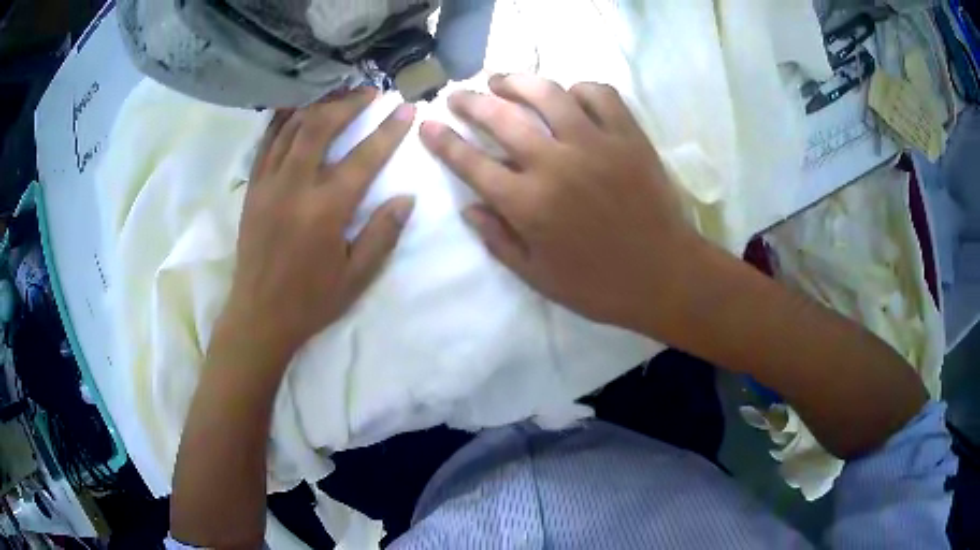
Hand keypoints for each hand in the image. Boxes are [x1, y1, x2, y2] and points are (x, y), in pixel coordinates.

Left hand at [219, 89, 416, 365]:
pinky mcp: (252, 188)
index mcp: (325, 210)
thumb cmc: (310, 301)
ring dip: (318, 104)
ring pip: (291, 127)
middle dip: (349, 102)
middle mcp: (294, 187)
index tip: (405, 108)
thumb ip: (382, 234)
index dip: (389, 130)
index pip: (364, 157)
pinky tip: (297, 109)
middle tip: (371, 92)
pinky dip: (284, 120)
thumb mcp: (356, 276)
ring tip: (338, 92)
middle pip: (320, 126)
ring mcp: (267, 184)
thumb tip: (406, 197)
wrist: (258, 316)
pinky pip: (267, 142)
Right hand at [421, 75, 705, 335]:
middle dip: (470, 102)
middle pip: (501, 117)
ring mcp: (595, 144)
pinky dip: (580, 89)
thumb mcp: (538, 277)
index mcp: (528, 204)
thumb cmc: (599, 285)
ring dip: (517, 81)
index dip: (443, 142)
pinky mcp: (629, 136)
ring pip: (548, 93)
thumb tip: (468, 208)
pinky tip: (570, 96)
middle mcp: (555, 164)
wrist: (664, 276)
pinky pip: (601, 95)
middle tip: (458, 95)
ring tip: (502, 80)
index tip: (427, 126)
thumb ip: (498, 240)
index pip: (471, 163)